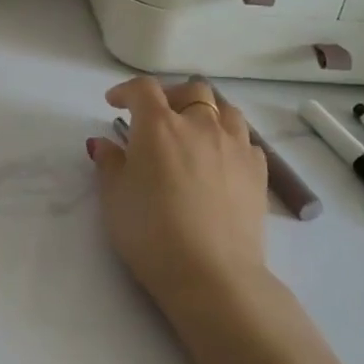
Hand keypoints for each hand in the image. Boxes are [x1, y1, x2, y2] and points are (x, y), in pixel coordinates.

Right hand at [88, 76, 270, 316]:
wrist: (212, 273)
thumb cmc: (150, 232)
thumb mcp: (114, 198)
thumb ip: (109, 163)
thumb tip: (105, 144)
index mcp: (159, 126)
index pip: (143, 89)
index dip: (126, 90)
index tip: (114, 103)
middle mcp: (201, 125)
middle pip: (192, 90)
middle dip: (170, 96)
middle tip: (155, 116)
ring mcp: (236, 146)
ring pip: (225, 110)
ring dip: (205, 113)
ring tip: (192, 133)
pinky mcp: (259, 172)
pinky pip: (245, 140)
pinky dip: (228, 140)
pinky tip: (218, 160)